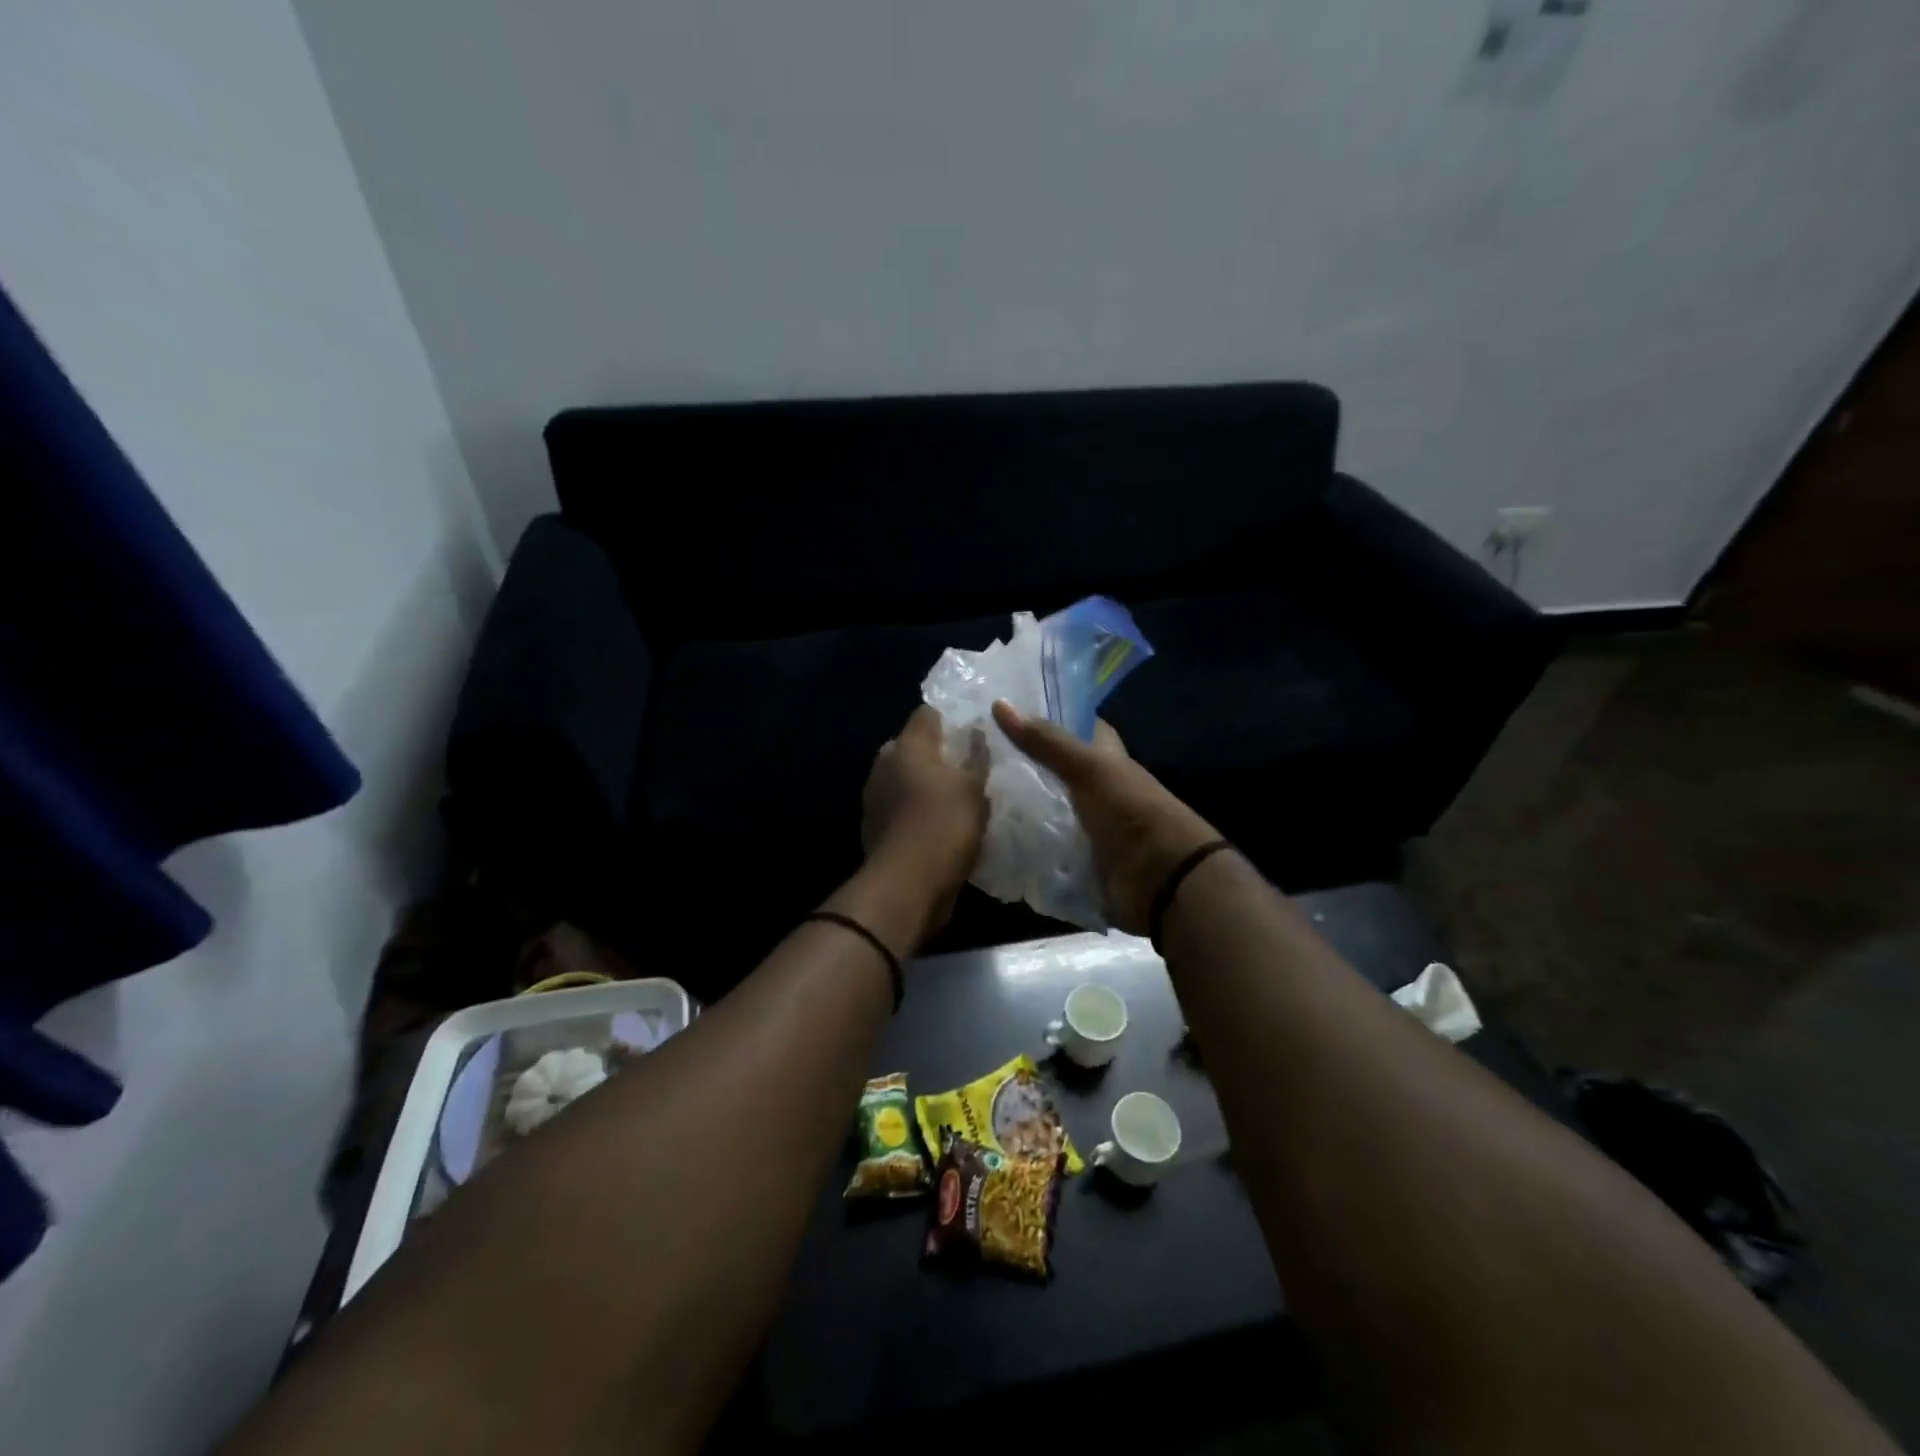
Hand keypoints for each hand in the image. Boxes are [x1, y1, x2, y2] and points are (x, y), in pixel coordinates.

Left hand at [861, 706, 988, 913]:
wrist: (907, 885)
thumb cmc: (944, 825)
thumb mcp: (974, 789)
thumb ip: (976, 757)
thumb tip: (975, 733)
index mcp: (907, 745)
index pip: (927, 713)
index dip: (950, 719)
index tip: (972, 732)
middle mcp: (884, 764)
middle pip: (913, 746)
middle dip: (937, 754)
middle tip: (967, 768)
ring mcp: (875, 796)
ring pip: (905, 778)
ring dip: (926, 784)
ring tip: (957, 799)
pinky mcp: (874, 826)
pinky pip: (901, 806)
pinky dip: (917, 810)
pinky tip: (939, 824)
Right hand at [990, 701, 1220, 935]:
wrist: (1162, 880)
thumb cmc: (1131, 811)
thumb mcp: (1088, 769)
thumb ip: (1046, 741)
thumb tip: (999, 703)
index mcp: (1109, 760)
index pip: (1081, 728)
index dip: (1053, 716)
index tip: (1011, 709)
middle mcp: (1099, 790)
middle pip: (1058, 771)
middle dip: (1025, 765)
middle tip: (978, 755)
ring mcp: (1090, 827)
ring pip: (1050, 809)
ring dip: (1021, 807)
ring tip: (973, 796)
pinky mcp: (1080, 861)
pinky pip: (1046, 848)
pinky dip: (1026, 845)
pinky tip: (994, 838)